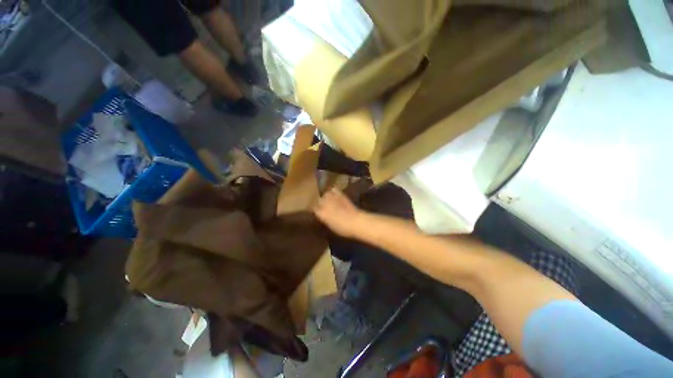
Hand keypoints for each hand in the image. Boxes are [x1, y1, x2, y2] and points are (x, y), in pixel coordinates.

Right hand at [313, 188, 364, 237]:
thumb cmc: (343, 228)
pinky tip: (334, 194)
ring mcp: (332, 198)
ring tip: (329, 199)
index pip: (313, 208)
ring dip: (326, 196)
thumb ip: (324, 218)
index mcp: (321, 213)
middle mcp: (324, 204)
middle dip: (320, 203)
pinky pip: (333, 189)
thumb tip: (321, 214)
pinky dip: (333, 191)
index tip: (317, 212)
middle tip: (324, 206)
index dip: (315, 210)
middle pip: (318, 200)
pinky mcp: (340, 194)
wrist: (355, 221)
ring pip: (325, 194)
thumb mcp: (330, 225)